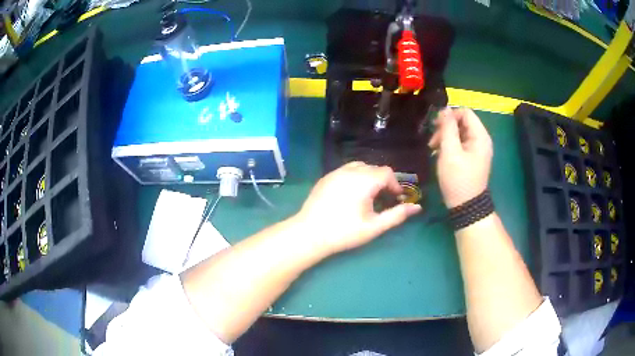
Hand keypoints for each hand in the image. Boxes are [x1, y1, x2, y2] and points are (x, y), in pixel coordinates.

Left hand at [296, 162, 420, 255]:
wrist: (309, 234)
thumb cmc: (344, 232)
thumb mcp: (374, 226)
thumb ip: (397, 215)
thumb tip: (417, 207)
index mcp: (364, 180)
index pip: (387, 173)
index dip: (395, 184)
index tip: (396, 199)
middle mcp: (350, 171)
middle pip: (374, 168)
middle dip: (383, 181)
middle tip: (384, 199)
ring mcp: (336, 172)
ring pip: (359, 166)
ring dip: (369, 177)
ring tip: (369, 195)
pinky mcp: (326, 177)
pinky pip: (346, 170)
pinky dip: (355, 177)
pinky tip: (351, 194)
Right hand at [429, 108, 492, 208]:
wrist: (466, 207)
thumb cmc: (458, 179)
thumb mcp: (450, 152)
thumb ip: (447, 128)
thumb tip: (445, 109)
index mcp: (480, 136)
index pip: (465, 113)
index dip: (449, 115)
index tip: (435, 126)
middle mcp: (481, 140)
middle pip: (462, 122)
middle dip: (445, 128)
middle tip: (432, 141)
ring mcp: (478, 150)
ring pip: (460, 133)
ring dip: (445, 137)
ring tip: (433, 149)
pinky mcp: (472, 158)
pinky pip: (461, 144)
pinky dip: (449, 146)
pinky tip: (440, 154)